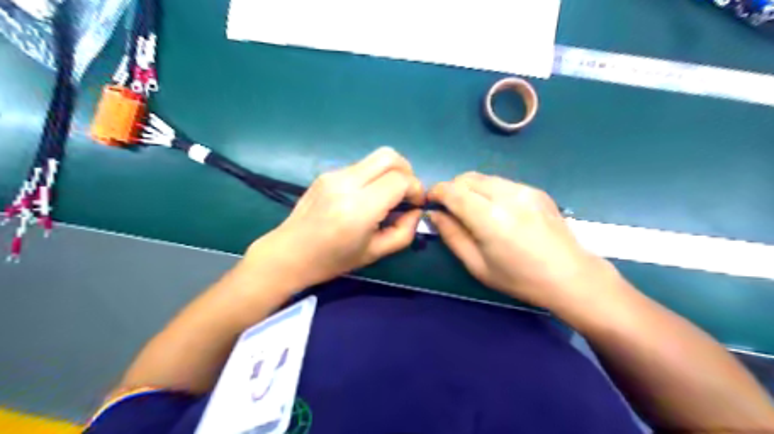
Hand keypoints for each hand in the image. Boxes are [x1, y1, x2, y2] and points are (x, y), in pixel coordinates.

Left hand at [246, 147, 422, 289]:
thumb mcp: (375, 253)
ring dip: (390, 172)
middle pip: (389, 156)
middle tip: (407, 193)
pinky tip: (367, 196)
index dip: (416, 189)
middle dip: (407, 171)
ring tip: (388, 195)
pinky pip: (360, 166)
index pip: (400, 180)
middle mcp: (346, 183)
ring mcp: (334, 175)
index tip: (416, 204)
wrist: (289, 253)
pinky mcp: (327, 173)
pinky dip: (373, 176)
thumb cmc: (332, 260)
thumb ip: (404, 232)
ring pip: (375, 158)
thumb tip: (415, 211)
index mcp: (359, 208)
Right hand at [425, 172, 614, 311]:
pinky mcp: (535, 190)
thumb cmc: (519, 278)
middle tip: (449, 209)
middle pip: (466, 178)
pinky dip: (488, 191)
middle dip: (451, 189)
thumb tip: (435, 215)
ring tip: (472, 210)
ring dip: (469, 189)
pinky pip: (501, 183)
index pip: (452, 191)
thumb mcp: (477, 265)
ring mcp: (524, 189)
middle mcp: (506, 195)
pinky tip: (496, 211)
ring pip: (483, 178)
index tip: (429, 202)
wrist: (571, 276)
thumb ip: (452, 236)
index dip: (436, 192)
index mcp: (489, 217)